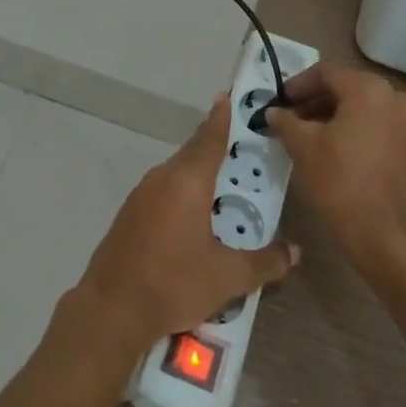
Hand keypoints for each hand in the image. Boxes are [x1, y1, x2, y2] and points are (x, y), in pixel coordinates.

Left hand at [74, 95, 298, 356]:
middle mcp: (162, 178)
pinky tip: (196, 214)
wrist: (110, 310)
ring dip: (200, 172)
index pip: (210, 138)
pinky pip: (164, 189)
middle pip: (194, 152)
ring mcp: (141, 194)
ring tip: (226, 183)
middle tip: (244, 145)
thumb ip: (265, 262)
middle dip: (217, 145)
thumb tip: (295, 251)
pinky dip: (183, 191)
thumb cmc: (173, 284)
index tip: (230, 95)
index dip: (222, 116)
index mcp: (187, 182)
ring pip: (177, 172)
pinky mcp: (130, 213)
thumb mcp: (227, 278)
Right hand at [266, 63, 405, 270]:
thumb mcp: (302, 146)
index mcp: (369, 90)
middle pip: (347, 87)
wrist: (383, 234)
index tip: (278, 100)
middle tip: (290, 117)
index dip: (297, 85)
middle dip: (316, 100)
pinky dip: (355, 128)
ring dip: (335, 114)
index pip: (326, 73)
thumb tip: (274, 112)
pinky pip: (379, 124)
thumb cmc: (339, 182)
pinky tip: (334, 147)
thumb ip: (285, 121)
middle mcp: (396, 97)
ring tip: (308, 133)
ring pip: (364, 106)